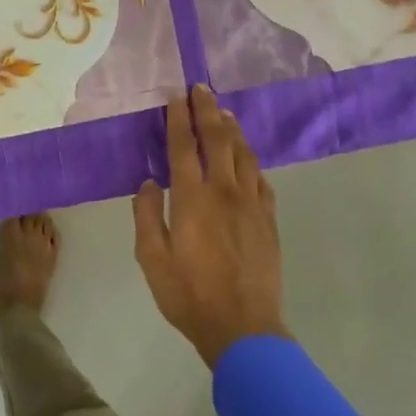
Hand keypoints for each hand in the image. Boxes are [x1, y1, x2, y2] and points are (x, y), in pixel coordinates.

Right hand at [132, 85, 287, 367]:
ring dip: (231, 129)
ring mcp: (252, 204)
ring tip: (223, 111)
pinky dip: (250, 160)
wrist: (243, 327)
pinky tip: (246, 155)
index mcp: (192, 199)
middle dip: (207, 111)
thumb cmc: (188, 294)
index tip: (176, 97)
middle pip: (217, 140)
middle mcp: (224, 192)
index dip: (178, 119)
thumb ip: (147, 215)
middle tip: (200, 89)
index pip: (183, 148)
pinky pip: (260, 178)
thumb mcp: (151, 258)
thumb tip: (148, 182)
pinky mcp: (268, 219)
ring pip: (243, 154)